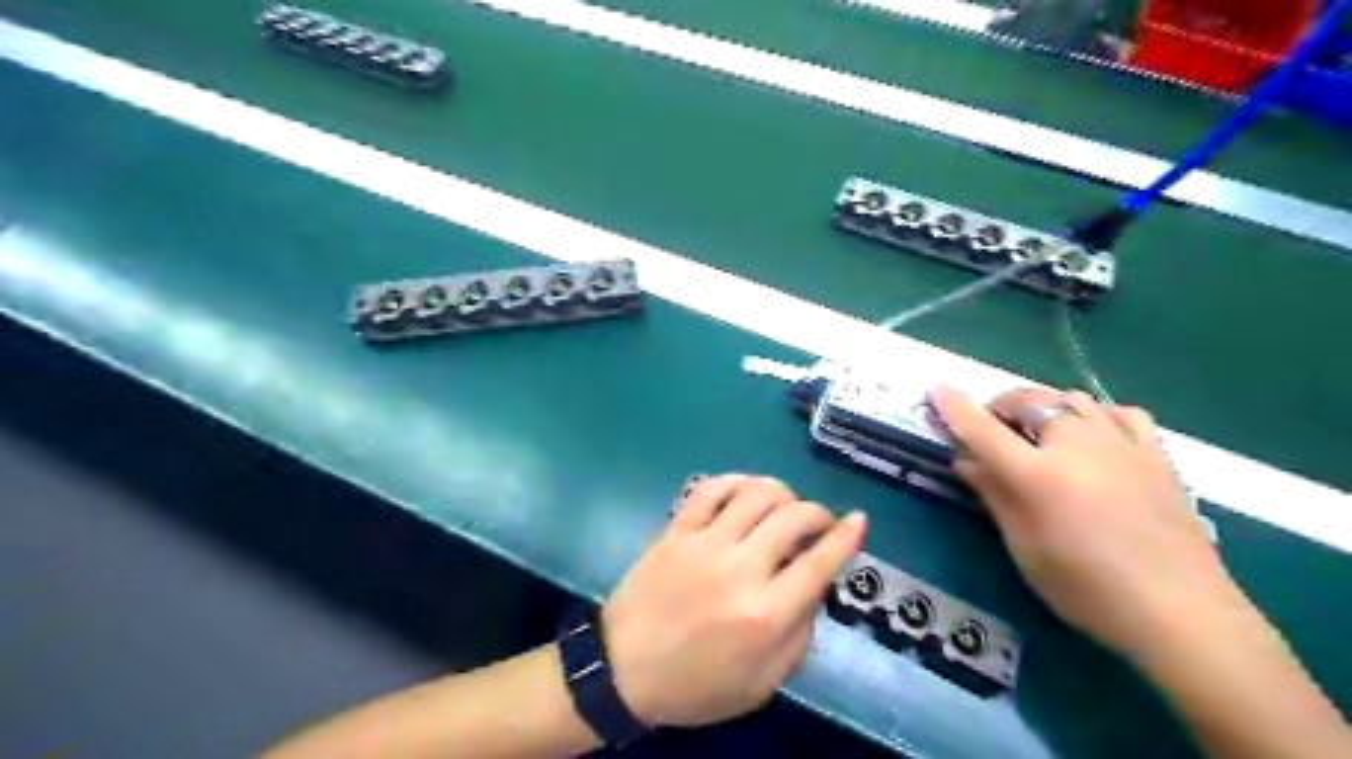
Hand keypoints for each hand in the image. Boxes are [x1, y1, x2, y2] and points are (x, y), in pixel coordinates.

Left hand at [603, 475, 864, 730]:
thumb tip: (815, 587)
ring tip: (786, 504)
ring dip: (781, 492)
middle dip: (818, 513)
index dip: (846, 537)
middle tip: (819, 522)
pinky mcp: (676, 530)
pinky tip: (746, 490)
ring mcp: (704, 544)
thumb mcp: (761, 684)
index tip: (858, 521)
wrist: (622, 671)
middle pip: (793, 518)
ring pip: (756, 494)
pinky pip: (710, 489)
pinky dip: (735, 481)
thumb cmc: (696, 686)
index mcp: (765, 614)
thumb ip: (798, 636)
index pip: (819, 562)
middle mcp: (740, 570)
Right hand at [930, 386, 1231, 658]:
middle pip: (1029, 401)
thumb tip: (964, 460)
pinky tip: (1091, 433)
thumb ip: (994, 495)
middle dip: (1001, 405)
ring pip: (1071, 399)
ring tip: (1036, 430)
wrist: (1181, 612)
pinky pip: (1118, 412)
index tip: (936, 389)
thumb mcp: (1025, 547)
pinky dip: (1094, 413)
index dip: (955, 407)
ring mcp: (1121, 444)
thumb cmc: (1087, 589)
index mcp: (1038, 475)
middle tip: (990, 427)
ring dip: (1043, 406)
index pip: (983, 429)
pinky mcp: (1155, 453)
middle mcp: (1077, 446)